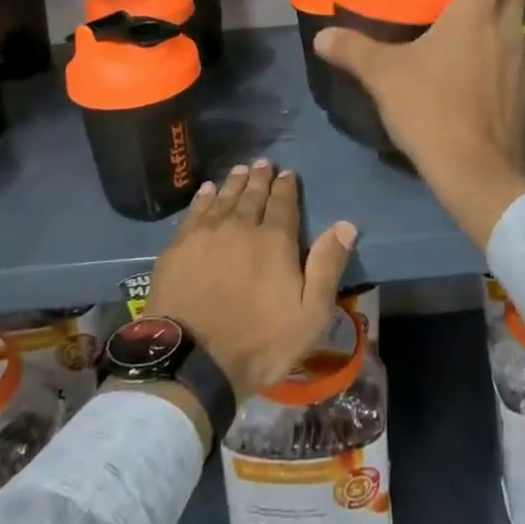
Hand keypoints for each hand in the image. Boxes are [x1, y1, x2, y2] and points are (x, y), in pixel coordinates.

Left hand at [143, 162, 358, 401]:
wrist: (192, 360)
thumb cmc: (259, 342)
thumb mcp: (310, 314)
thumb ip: (327, 266)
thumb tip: (345, 225)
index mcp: (274, 240)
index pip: (283, 203)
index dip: (286, 187)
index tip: (287, 174)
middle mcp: (240, 226)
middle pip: (252, 195)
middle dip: (260, 178)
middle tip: (263, 163)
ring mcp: (206, 234)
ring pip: (224, 198)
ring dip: (234, 182)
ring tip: (240, 169)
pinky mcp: (179, 246)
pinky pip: (195, 211)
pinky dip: (203, 198)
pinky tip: (207, 191)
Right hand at [314, 0, 524, 247]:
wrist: (477, 172)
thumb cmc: (432, 110)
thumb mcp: (383, 77)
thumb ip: (353, 50)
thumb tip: (322, 36)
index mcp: (475, 15)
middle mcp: (506, 30)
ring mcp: (521, 62)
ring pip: (514, 24)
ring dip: (493, 19)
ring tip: (459, 35)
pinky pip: (515, 58)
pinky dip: (497, 54)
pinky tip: (472, 74)